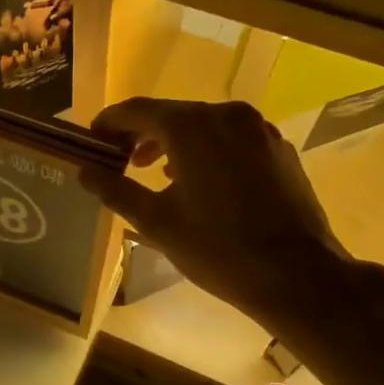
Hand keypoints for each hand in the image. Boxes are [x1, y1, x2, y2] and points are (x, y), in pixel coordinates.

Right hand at [81, 98, 356, 320]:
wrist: (298, 275)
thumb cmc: (218, 248)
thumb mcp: (156, 223)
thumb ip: (116, 190)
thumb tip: (84, 171)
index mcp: (191, 126)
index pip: (138, 110)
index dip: (110, 122)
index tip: (93, 140)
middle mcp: (225, 114)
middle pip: (172, 114)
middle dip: (142, 134)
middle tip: (120, 160)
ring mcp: (258, 129)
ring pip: (204, 124)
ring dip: (174, 142)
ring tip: (157, 173)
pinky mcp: (278, 148)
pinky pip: (232, 138)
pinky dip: (208, 150)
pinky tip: (203, 181)